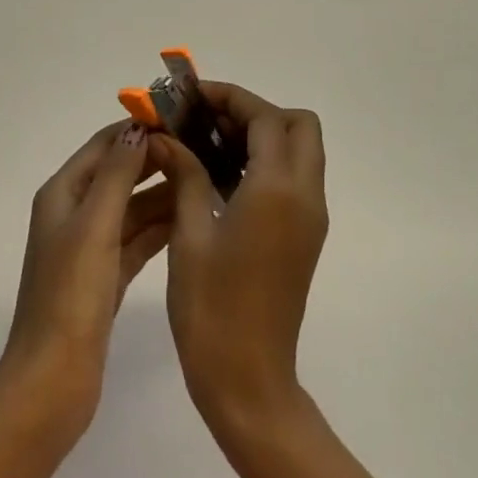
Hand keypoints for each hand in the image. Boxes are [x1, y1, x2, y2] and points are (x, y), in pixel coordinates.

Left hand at [0, 121, 174, 438]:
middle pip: (119, 173)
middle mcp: (74, 213)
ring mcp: (90, 246)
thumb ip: (116, 175)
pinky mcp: (106, 275)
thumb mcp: (94, 226)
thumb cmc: (70, 295)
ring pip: (132, 207)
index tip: (180, 118)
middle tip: (205, 148)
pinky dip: (160, 227)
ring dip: (163, 193)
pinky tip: (192, 219)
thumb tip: (136, 128)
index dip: (137, 129)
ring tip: (209, 179)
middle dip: (156, 159)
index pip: (103, 145)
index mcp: (62, 194)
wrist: (54, 379)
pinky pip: (137, 238)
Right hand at [147, 84, 327, 435]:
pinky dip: (265, 162)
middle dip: (254, 111)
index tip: (191, 97)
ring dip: (260, 135)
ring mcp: (310, 217)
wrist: (248, 380)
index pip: (265, 117)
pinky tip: (220, 177)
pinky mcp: (305, 236)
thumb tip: (167, 138)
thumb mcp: (189, 234)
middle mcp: (305, 196)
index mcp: (277, 190)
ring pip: (299, 150)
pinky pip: (293, 178)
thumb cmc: (211, 308)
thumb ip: (185, 174)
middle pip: (297, 125)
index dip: (230, 97)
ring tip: (206, 143)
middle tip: (206, 121)